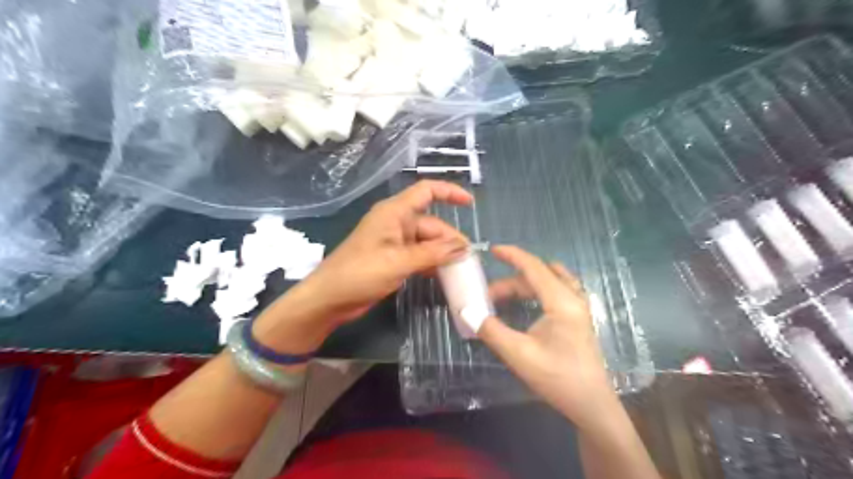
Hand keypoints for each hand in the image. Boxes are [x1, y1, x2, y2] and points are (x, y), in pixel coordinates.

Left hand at [251, 179, 472, 351]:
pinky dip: (431, 264)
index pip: (426, 191)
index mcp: (394, 212)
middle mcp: (396, 223)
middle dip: (449, 239)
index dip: (449, 192)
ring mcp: (395, 243)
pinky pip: (419, 256)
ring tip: (461, 270)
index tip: (470, 204)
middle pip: (431, 224)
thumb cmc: (359, 273)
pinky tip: (444, 276)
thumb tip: (464, 247)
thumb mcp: (399, 261)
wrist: (329, 299)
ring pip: (427, 242)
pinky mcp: (393, 260)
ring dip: (442, 254)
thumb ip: (433, 253)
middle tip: (468, 261)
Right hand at [480, 247, 612, 430]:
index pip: (534, 267)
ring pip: (548, 282)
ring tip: (501, 299)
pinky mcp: (578, 318)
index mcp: (562, 301)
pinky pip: (557, 290)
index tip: (492, 249)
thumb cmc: (558, 378)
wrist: (591, 405)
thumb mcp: (519, 354)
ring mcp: (578, 308)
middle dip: (511, 280)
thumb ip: (491, 331)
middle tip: (488, 296)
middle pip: (539, 276)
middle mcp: (573, 298)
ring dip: (523, 285)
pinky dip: (536, 290)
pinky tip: (525, 303)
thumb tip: (467, 312)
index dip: (512, 255)